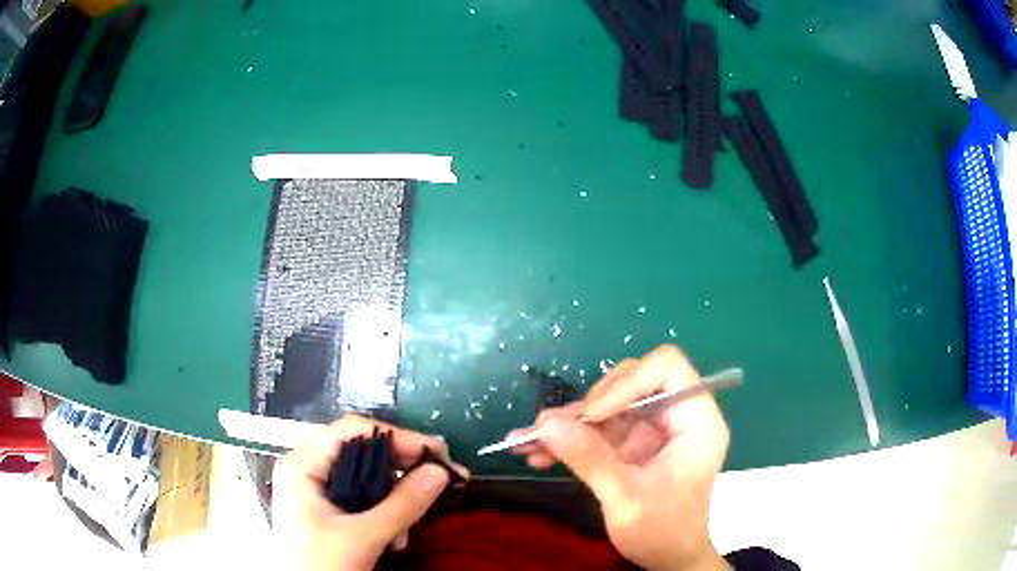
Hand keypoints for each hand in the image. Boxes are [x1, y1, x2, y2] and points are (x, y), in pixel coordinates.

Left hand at [272, 415, 468, 570]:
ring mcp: (318, 493)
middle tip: (440, 480)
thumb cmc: (320, 565)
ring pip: (368, 480)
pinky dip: (386, 517)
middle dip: (401, 474)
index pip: (353, 431)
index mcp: (303, 465)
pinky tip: (395, 541)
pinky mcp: (330, 513)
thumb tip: (439, 472)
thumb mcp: (362, 537)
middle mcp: (309, 471)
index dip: (397, 437)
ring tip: (409, 529)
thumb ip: (401, 505)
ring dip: (395, 503)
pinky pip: (365, 501)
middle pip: (363, 454)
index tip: (436, 453)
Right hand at [511, 345, 729, 570]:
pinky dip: (570, 440)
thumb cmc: (663, 532)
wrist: (668, 560)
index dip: (626, 383)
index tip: (591, 415)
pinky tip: (537, 453)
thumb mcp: (626, 498)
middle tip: (549, 428)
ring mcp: (654, 430)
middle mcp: (676, 417)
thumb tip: (546, 424)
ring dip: (568, 424)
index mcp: (696, 421)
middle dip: (588, 407)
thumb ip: (590, 459)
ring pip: (608, 407)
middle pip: (631, 383)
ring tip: (528, 441)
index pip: (666, 369)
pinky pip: (599, 430)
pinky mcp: (635, 445)